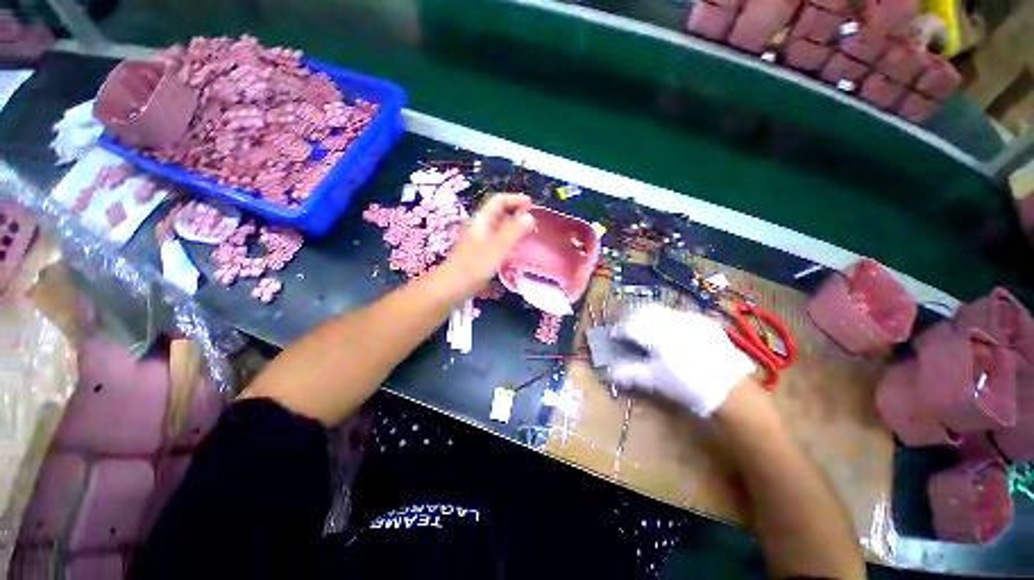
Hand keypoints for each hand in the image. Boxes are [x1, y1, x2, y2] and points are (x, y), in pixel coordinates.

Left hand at [441, 193, 534, 295]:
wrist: (454, 285)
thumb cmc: (476, 264)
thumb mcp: (499, 246)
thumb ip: (515, 231)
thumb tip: (529, 216)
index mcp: (482, 221)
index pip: (498, 201)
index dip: (515, 199)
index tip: (531, 204)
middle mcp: (480, 228)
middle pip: (500, 216)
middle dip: (517, 218)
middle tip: (533, 226)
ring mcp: (479, 242)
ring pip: (500, 232)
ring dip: (514, 233)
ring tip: (528, 241)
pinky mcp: (480, 255)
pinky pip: (497, 246)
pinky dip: (508, 247)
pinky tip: (515, 256)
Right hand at [607, 304, 755, 416]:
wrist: (732, 389)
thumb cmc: (688, 386)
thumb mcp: (655, 380)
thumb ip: (629, 372)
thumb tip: (607, 371)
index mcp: (657, 334)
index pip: (629, 325)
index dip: (617, 329)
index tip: (611, 335)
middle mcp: (671, 320)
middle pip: (641, 310)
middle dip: (628, 316)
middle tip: (622, 326)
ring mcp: (688, 317)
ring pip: (658, 308)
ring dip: (645, 314)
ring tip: (641, 325)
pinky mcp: (702, 320)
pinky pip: (676, 313)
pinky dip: (664, 318)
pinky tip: (666, 330)